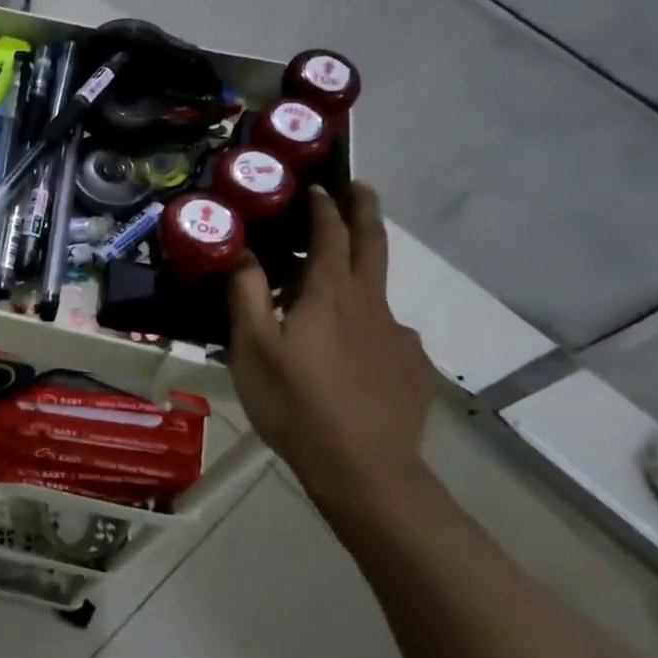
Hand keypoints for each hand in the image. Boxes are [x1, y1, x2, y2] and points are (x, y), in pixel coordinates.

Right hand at [229, 183, 435, 515]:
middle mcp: (372, 304)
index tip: (317, 186)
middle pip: (374, 243)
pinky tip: (355, 358)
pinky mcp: (414, 368)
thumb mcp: (253, 349)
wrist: (364, 471)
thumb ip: (247, 294)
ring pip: (379, 294)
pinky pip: (389, 335)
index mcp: (330, 294)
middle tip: (359, 187)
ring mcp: (400, 336)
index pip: (331, 233)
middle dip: (366, 209)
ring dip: (362, 276)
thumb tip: (242, 250)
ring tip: (337, 297)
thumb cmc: (296, 405)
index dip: (324, 206)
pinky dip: (370, 329)